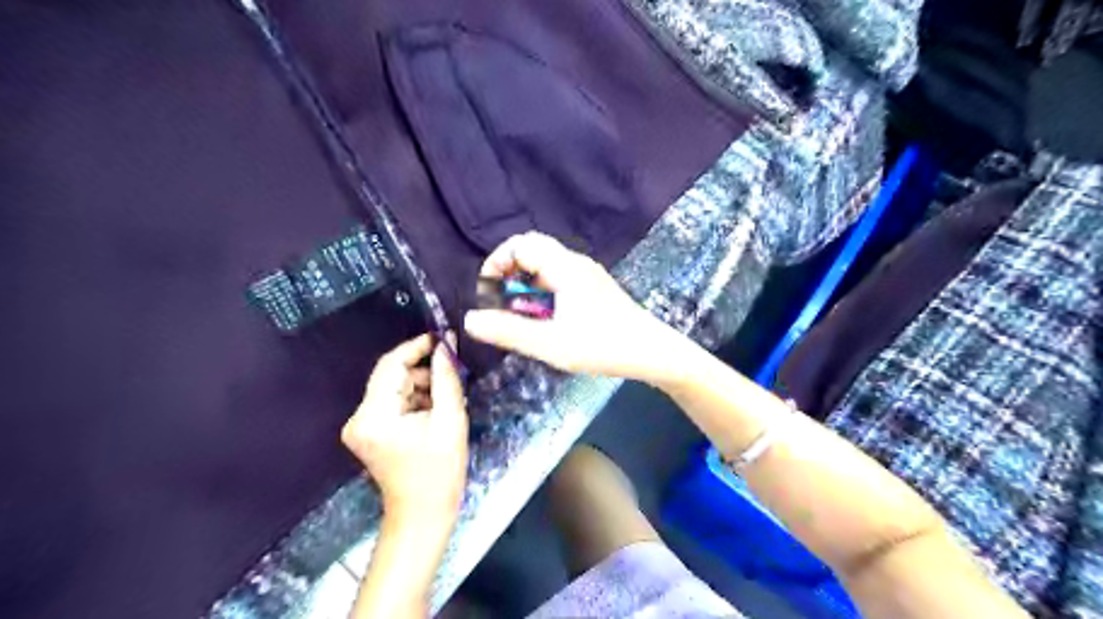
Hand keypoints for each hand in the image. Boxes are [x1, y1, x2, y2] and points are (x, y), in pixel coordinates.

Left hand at [343, 334, 466, 517]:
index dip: (417, 347)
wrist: (423, 515)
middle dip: (423, 371)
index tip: (443, 338)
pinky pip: (394, 403)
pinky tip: (436, 409)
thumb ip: (446, 378)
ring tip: (449, 395)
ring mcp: (362, 426)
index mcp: (374, 415)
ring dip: (421, 386)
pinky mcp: (369, 432)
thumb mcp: (450, 420)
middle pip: (392, 376)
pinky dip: (415, 400)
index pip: (391, 365)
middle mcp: (359, 417)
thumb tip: (446, 344)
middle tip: (454, 370)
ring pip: (394, 388)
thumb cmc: (440, 471)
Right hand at [463, 233, 685, 381]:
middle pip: (532, 250)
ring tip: (522, 316)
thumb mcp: (551, 343)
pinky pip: (559, 279)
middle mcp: (575, 263)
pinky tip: (547, 320)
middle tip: (502, 303)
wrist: (653, 352)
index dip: (497, 263)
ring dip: (526, 285)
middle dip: (510, 272)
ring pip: (546, 266)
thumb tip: (469, 320)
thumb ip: (509, 331)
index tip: (488, 292)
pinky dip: (542, 292)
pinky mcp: (594, 289)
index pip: (520, 244)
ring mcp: (587, 275)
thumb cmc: (603, 346)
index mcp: (564, 267)